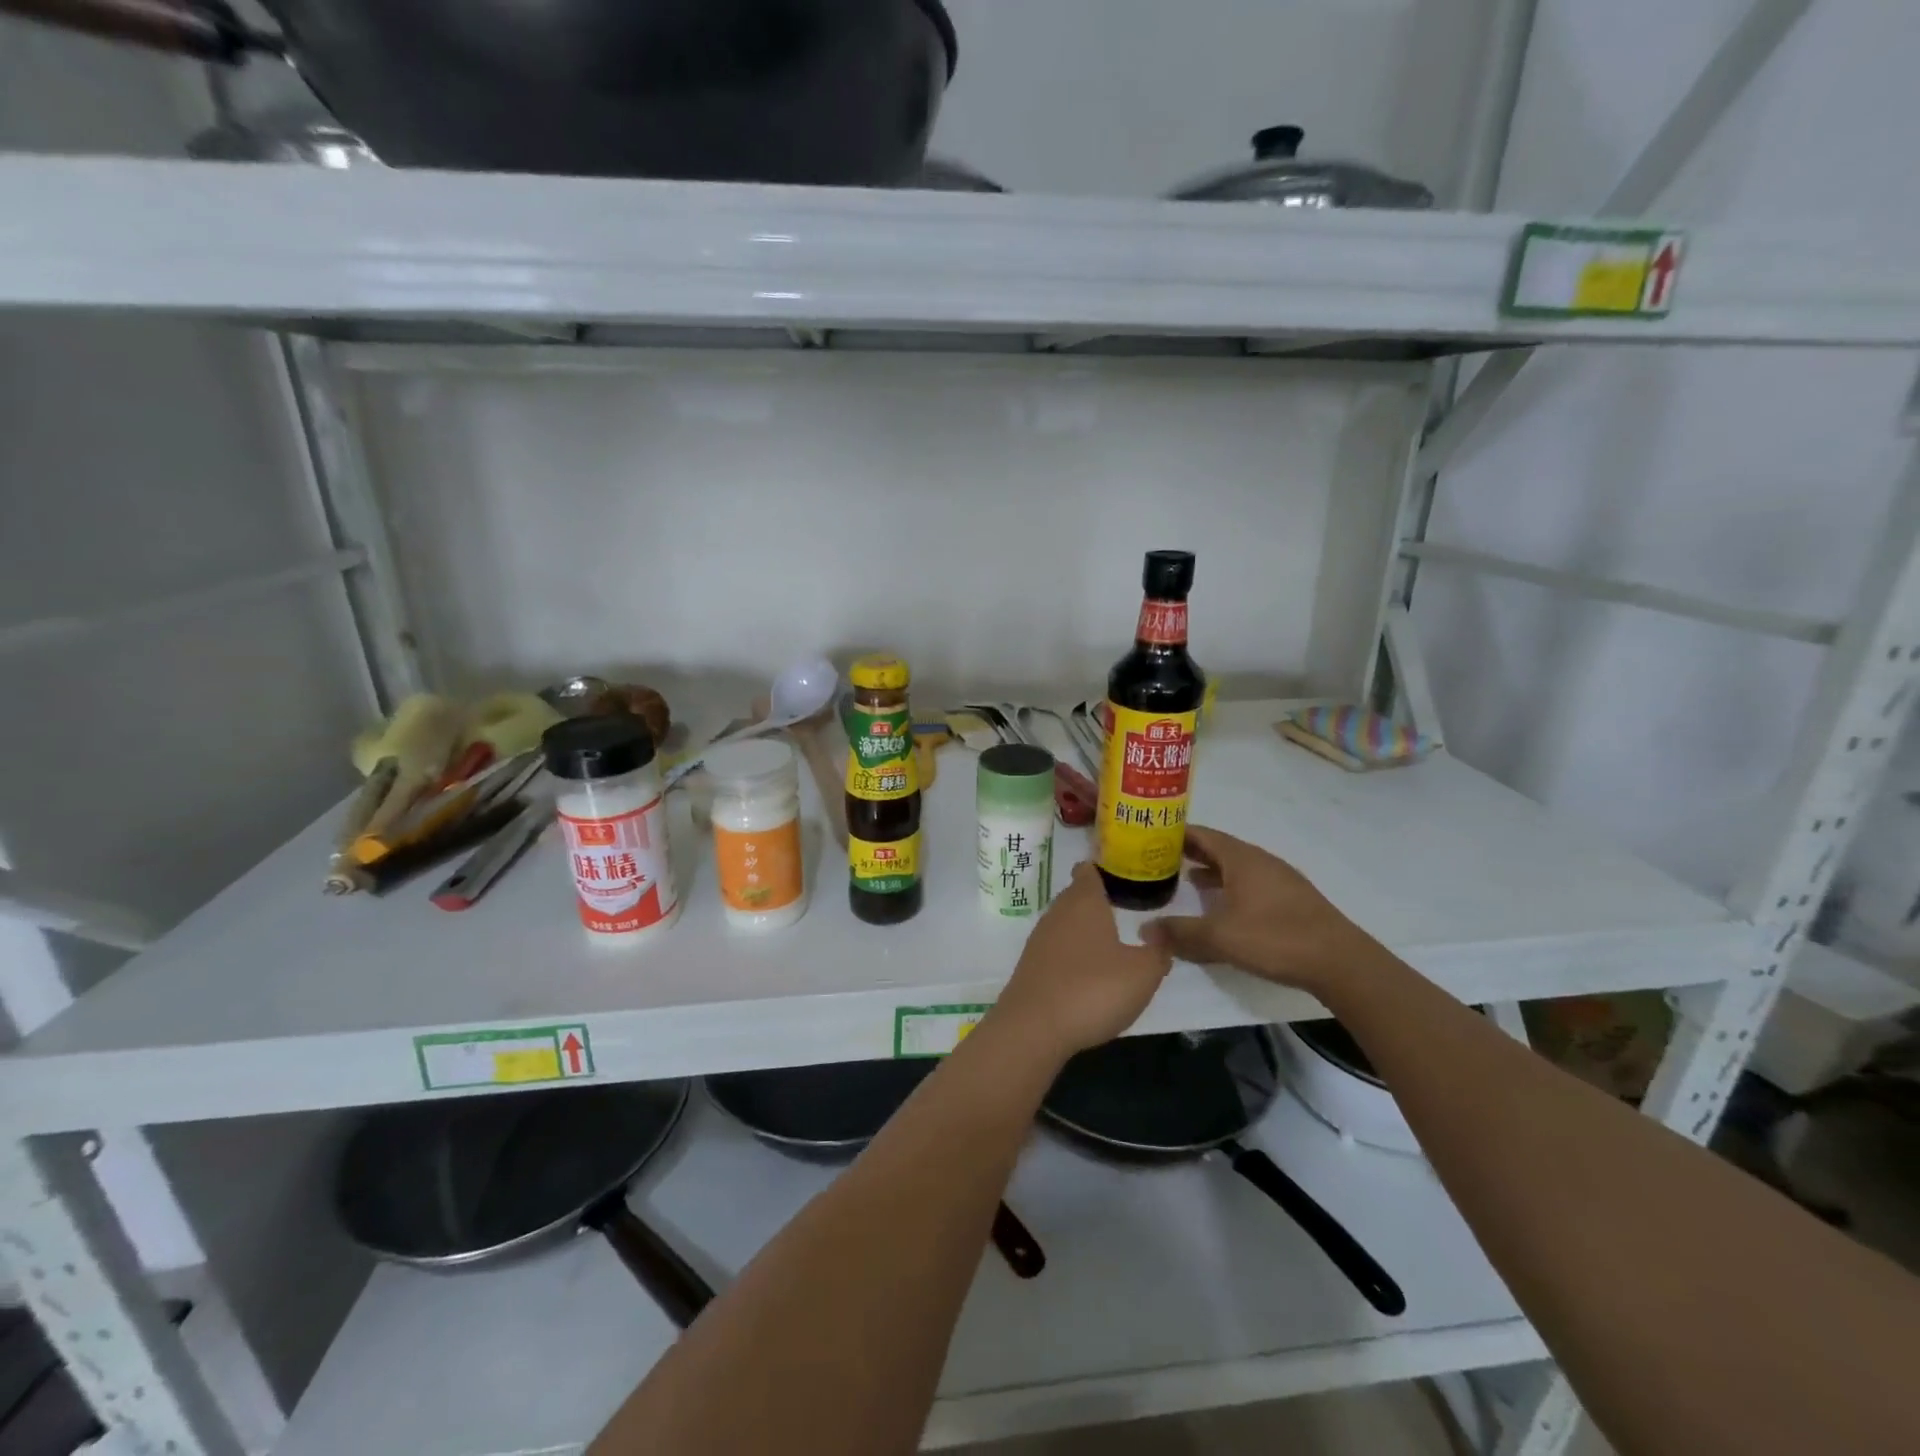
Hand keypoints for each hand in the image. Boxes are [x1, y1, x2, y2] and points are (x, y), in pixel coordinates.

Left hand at [990, 862, 1173, 1060]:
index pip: (1088, 871)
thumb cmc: (1094, 989)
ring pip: (1064, 922)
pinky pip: (1055, 949)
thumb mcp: (1143, 973)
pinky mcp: (1030, 966)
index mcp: (1084, 902)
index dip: (1102, 868)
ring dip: (1082, 928)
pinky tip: (1085, 971)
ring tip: (1107, 940)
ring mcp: (1039, 939)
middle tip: (1121, 907)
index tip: (1118, 873)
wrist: (1034, 1027)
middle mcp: (1058, 912)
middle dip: (1095, 900)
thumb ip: (1158, 952)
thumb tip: (1161, 935)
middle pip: (1075, 896)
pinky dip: (1070, 953)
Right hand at [1143, 824, 1392, 993]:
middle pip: (1219, 848)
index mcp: (1242, 859)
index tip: (1151, 835)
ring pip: (1236, 866)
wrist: (1339, 962)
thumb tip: (1145, 929)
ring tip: (1185, 879)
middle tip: (1160, 858)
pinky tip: (1222, 905)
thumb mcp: (1220, 937)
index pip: (1203, 834)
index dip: (1176, 833)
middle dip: (1191, 851)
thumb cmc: (1275, 938)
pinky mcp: (1290, 899)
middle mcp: (1260, 861)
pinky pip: (1250, 882)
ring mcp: (1279, 879)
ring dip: (1211, 870)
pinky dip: (1229, 886)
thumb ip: (1181, 932)